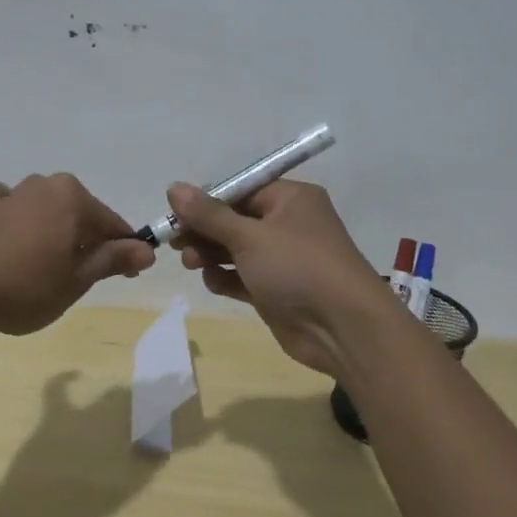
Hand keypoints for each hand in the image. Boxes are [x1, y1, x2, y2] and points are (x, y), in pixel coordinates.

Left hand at [0, 174, 155, 335]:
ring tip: (45, 261)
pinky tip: (6, 231)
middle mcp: (46, 185)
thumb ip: (113, 259)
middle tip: (83, 277)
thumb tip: (147, 249)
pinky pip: (4, 202)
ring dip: (51, 227)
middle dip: (87, 239)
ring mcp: (12, 193)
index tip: (127, 276)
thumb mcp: (77, 280)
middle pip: (80, 213)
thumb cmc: (26, 286)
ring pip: (45, 206)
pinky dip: (9, 211)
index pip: (113, 225)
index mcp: (75, 199)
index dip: (124, 252)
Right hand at [168, 180, 400, 378]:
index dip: (206, 201)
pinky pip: (244, 277)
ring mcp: (284, 260)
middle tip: (175, 243)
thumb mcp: (249, 236)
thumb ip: (209, 214)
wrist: (343, 328)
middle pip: (235, 220)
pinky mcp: (277, 291)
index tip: (175, 213)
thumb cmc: (298, 267)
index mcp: (290, 199)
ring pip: (237, 250)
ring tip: (190, 263)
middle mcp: (288, 224)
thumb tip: (173, 188)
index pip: (240, 190)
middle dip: (204, 231)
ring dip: (211, 254)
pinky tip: (212, 282)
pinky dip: (226, 278)